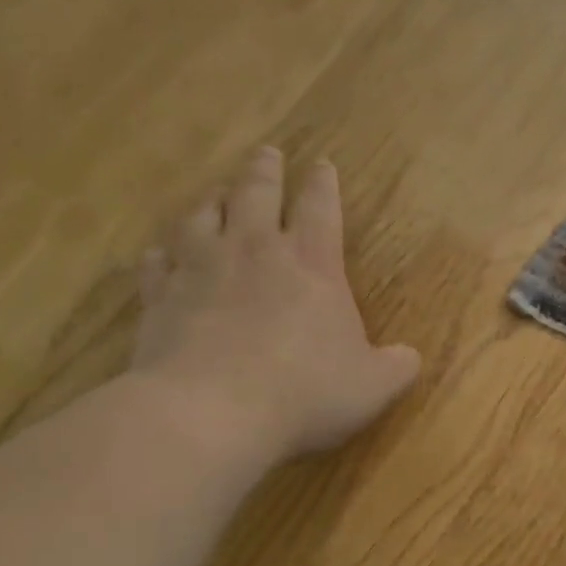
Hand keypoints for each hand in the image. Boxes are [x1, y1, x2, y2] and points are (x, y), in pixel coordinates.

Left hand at [131, 148, 420, 464]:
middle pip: (257, 194)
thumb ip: (396, 367)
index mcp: (312, 265)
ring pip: (202, 217)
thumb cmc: (305, 392)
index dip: (323, 185)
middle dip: (265, 171)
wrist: (211, 412)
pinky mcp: (160, 298)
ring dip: (212, 201)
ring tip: (216, 193)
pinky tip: (160, 254)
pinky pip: (157, 263)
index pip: (320, 209)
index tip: (322, 164)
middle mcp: (254, 253)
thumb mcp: (373, 387)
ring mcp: (200, 270)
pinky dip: (161, 255)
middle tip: (267, 153)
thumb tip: (409, 357)